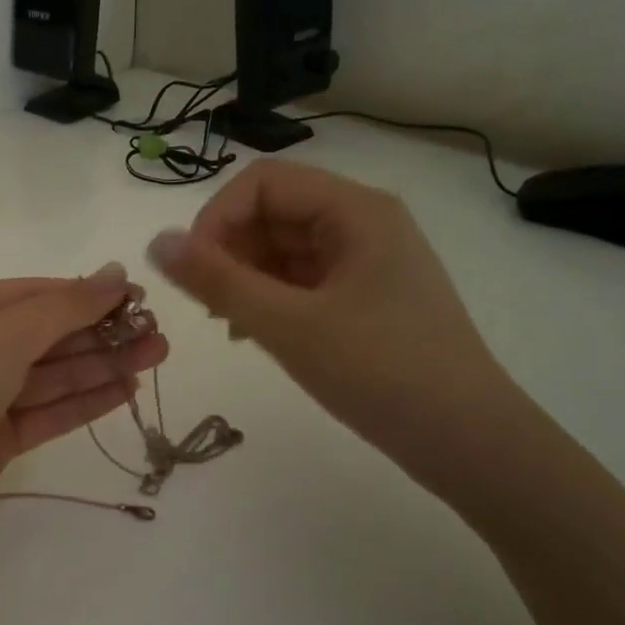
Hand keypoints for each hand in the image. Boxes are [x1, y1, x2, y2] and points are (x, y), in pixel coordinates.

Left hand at [0, 266, 169, 546]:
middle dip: (100, 333)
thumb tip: (115, 272)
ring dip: (102, 366)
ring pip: (52, 376)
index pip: (31, 295)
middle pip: (46, 336)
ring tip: (156, 356)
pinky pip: (47, 413)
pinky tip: (127, 390)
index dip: (83, 294)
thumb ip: (64, 307)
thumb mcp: (4, 335)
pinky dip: (85, 402)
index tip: (135, 296)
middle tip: (157, 332)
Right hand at [146, 160, 512, 463]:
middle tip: (209, 306)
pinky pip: (302, 280)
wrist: (468, 441)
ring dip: (244, 278)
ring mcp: (366, 261)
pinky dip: (269, 299)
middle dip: (229, 251)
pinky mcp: (366, 297)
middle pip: (273, 212)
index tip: (192, 272)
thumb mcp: (287, 325)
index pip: (262, 182)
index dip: (216, 218)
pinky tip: (253, 334)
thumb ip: (217, 281)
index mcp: (355, 210)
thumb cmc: (380, 372)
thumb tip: (156, 242)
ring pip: (283, 248)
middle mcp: (363, 223)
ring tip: (229, 325)